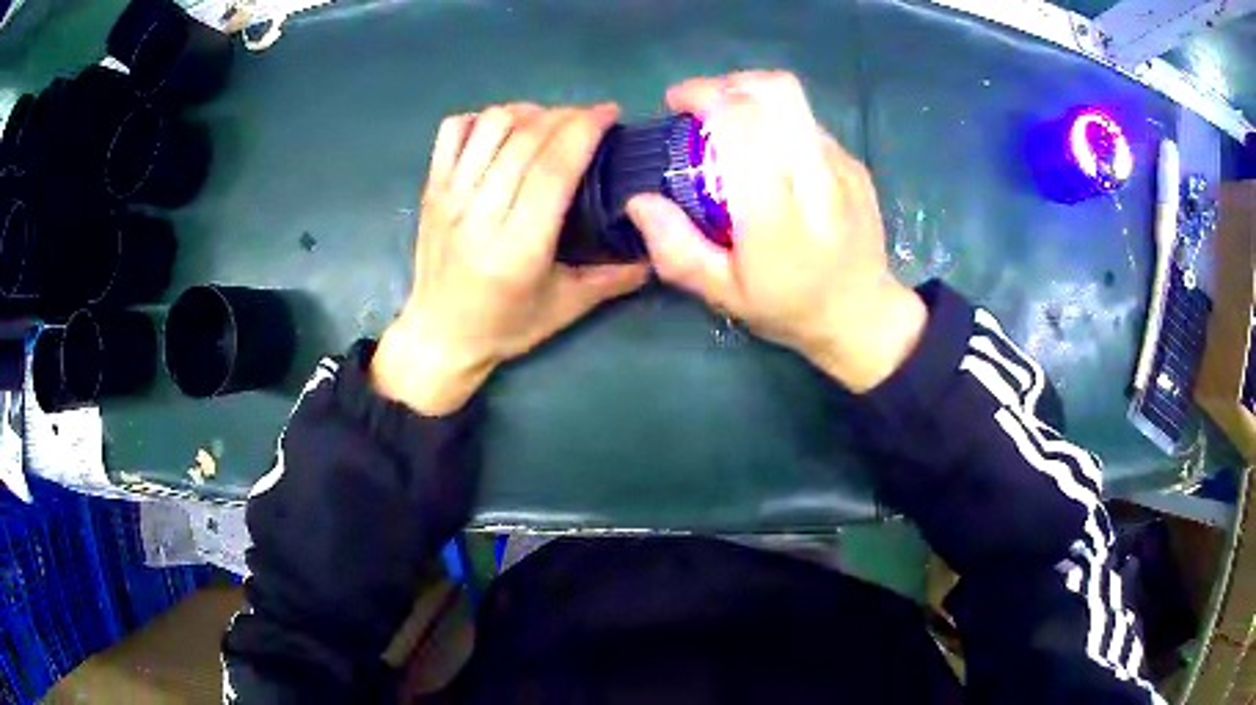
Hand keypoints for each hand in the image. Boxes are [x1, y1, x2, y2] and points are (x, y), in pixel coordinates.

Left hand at [373, 104, 649, 414]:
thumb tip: (659, 249)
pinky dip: (483, 118)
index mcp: (518, 247)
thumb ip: (614, 277)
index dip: (585, 130)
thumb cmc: (505, 326)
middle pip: (526, 138)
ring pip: (491, 126)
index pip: (554, 168)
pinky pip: (453, 130)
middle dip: (566, 115)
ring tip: (549, 123)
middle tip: (589, 119)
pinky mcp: (431, 188)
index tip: (610, 114)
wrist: (439, 336)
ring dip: (528, 111)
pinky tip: (503, 132)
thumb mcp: (567, 308)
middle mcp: (478, 214)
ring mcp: (449, 197)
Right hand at [626, 72, 925, 392]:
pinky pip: (808, 122)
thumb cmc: (788, 308)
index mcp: (776, 214)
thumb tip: (639, 200)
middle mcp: (816, 178)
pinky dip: (778, 122)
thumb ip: (677, 249)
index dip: (704, 96)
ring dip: (753, 97)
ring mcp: (842, 167)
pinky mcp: (855, 164)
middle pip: (778, 92)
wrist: (862, 316)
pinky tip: (770, 155)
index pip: (742, 124)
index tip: (676, 105)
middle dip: (731, 82)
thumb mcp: (722, 295)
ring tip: (732, 125)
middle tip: (705, 106)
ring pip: (795, 100)